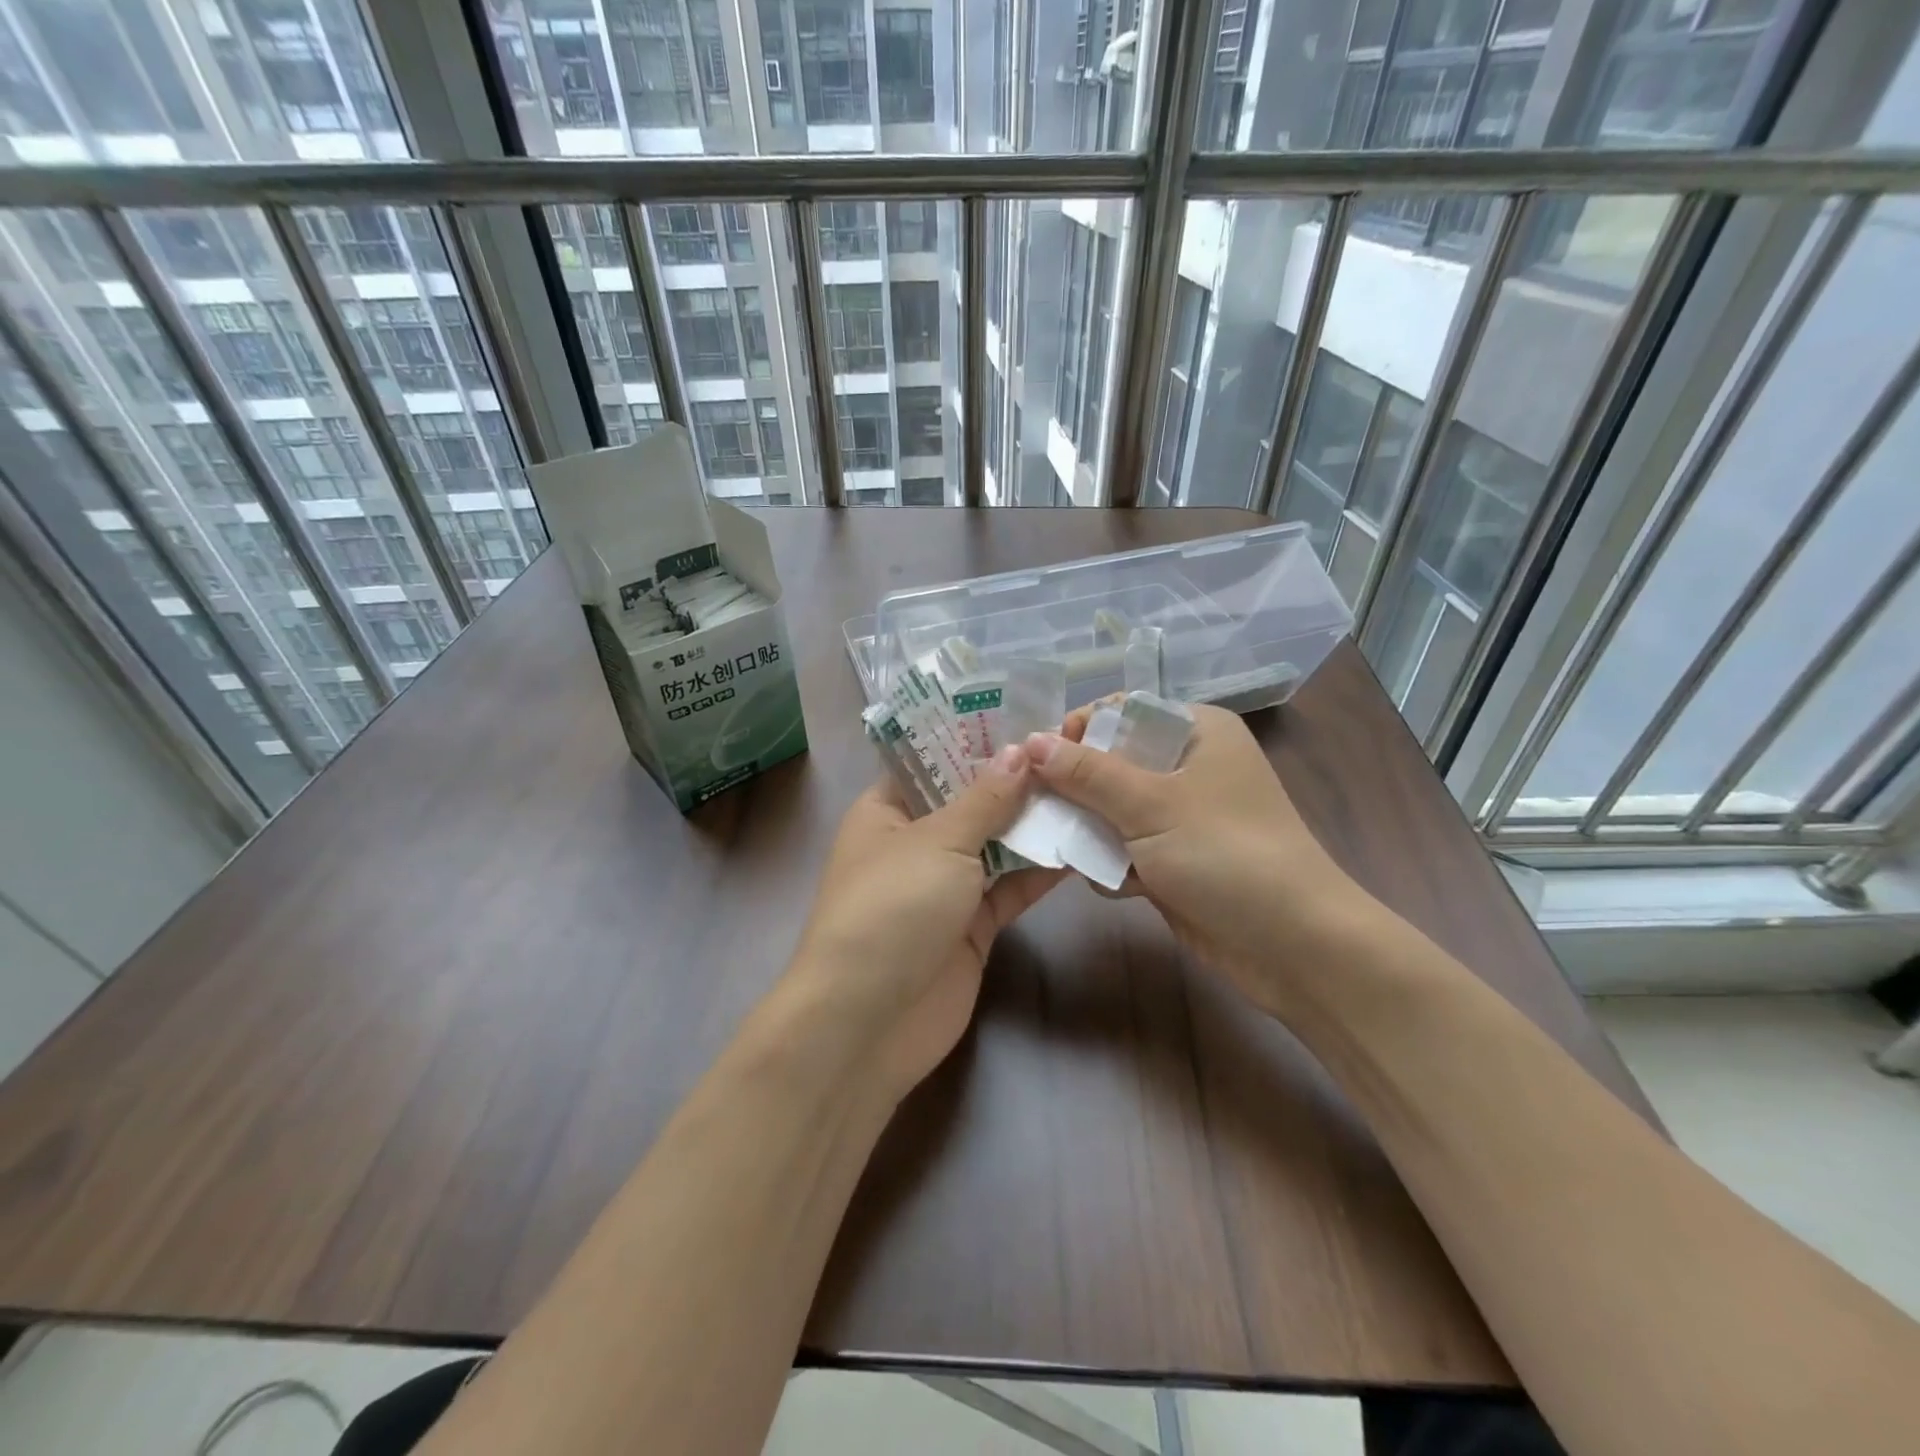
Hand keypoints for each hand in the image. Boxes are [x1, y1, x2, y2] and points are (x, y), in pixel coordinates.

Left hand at [786, 746, 1063, 1102]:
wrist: (870, 1022)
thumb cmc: (891, 909)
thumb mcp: (937, 842)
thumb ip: (984, 799)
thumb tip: (1019, 752)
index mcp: (887, 811)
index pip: (932, 761)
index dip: (974, 738)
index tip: (1026, 715)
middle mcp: (915, 842)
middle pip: (971, 801)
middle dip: (1016, 779)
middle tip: (1073, 746)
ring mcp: (946, 886)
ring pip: (997, 844)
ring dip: (1035, 822)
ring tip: (1088, 786)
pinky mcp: (974, 925)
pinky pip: (1012, 887)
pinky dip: (1042, 869)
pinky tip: (1082, 843)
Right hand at [1022, 704, 1373, 1013]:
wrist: (1294, 946)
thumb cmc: (1227, 854)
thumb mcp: (1152, 805)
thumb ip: (1087, 773)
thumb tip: (1030, 741)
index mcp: (1196, 731)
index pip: (1121, 712)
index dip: (1078, 730)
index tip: (1036, 760)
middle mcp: (1188, 765)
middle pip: (1111, 762)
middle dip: (1074, 787)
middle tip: (1033, 805)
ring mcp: (1182, 815)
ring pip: (1112, 808)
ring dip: (1087, 829)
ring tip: (1060, 846)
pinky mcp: (1174, 859)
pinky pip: (1125, 847)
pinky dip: (1110, 863)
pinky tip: (1108, 883)